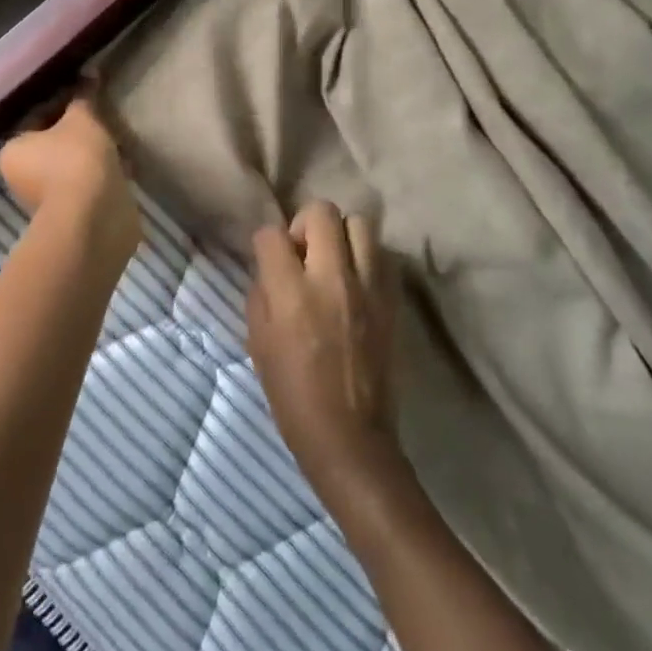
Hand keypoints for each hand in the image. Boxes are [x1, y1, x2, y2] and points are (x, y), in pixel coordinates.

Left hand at [0, 97, 140, 261]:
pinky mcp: (74, 213)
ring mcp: (48, 198)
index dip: (64, 100)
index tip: (89, 93)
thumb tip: (90, 73)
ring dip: (95, 152)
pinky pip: (89, 184)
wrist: (94, 219)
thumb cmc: (76, 160)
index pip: (37, 116)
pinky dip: (105, 174)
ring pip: (74, 164)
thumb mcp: (82, 119)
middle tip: (105, 115)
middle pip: (55, 142)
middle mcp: (23, 177)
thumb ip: (84, 96)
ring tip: (120, 139)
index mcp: (13, 151)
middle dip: (81, 129)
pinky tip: (125, 164)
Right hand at [248, 202, 400, 501]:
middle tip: (302, 255)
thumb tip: (272, 267)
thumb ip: (262, 293)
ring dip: (341, 236)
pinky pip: (382, 255)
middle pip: (322, 212)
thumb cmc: (292, 395)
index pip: (272, 234)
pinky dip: (367, 258)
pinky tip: (356, 282)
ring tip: (333, 263)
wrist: (350, 438)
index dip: (266, 244)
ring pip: (360, 223)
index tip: (269, 262)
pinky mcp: (393, 301)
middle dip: (305, 225)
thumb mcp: (258, 342)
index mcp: (292, 292)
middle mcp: (333, 279)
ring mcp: (369, 288)